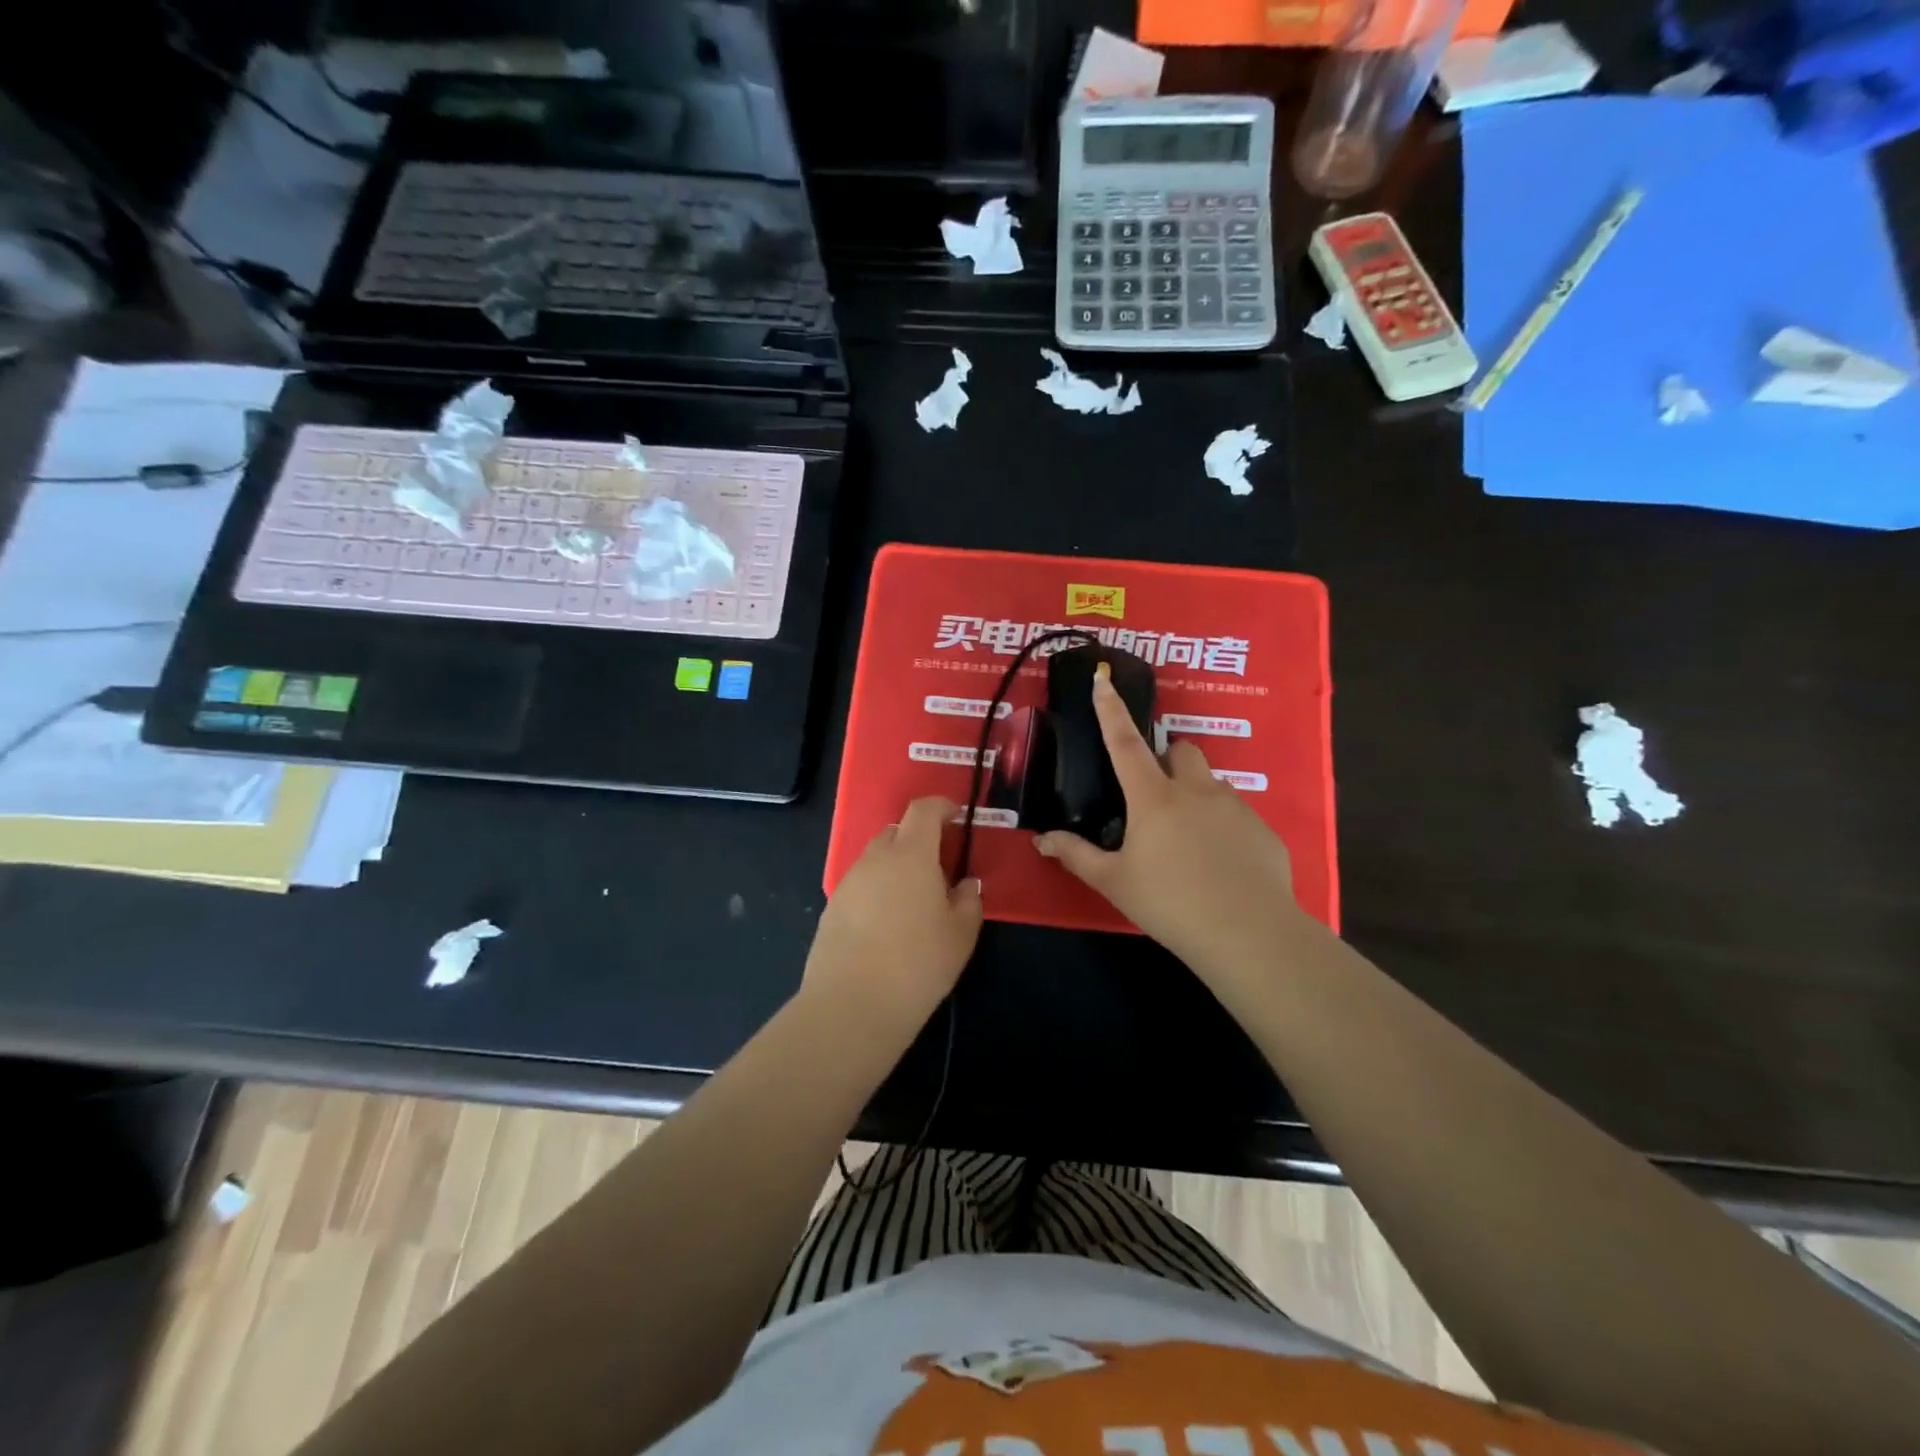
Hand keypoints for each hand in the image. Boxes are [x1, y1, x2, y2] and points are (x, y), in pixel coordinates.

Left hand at [804, 796, 982, 1035]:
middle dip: (919, 838)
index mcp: (911, 854)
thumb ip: (969, 900)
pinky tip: (887, 924)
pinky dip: (878, 890)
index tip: (956, 816)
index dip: (941, 806)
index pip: (923, 810)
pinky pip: (861, 884)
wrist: (852, 1004)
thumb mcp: (961, 934)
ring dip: (896, 866)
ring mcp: (849, 882)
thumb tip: (966, 884)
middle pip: (897, 831)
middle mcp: (876, 858)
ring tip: (914, 901)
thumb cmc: (918, 963)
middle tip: (939, 867)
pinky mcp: (832, 907)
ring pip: (877, 859)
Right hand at [1035, 667, 1300, 979]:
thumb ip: (1077, 855)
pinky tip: (1219, 866)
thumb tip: (1041, 840)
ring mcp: (1235, 807)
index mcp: (1154, 798)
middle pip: (1180, 750)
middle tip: (1154, 798)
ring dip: (1194, 796)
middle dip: (1166, 760)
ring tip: (1187, 843)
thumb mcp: (1114, 882)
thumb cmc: (1170, 904)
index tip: (1102, 679)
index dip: (1110, 710)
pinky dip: (1221, 827)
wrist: (1249, 934)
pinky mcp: (1262, 830)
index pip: (1125, 743)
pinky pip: (1236, 814)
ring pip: (1210, 783)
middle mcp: (1196, 790)